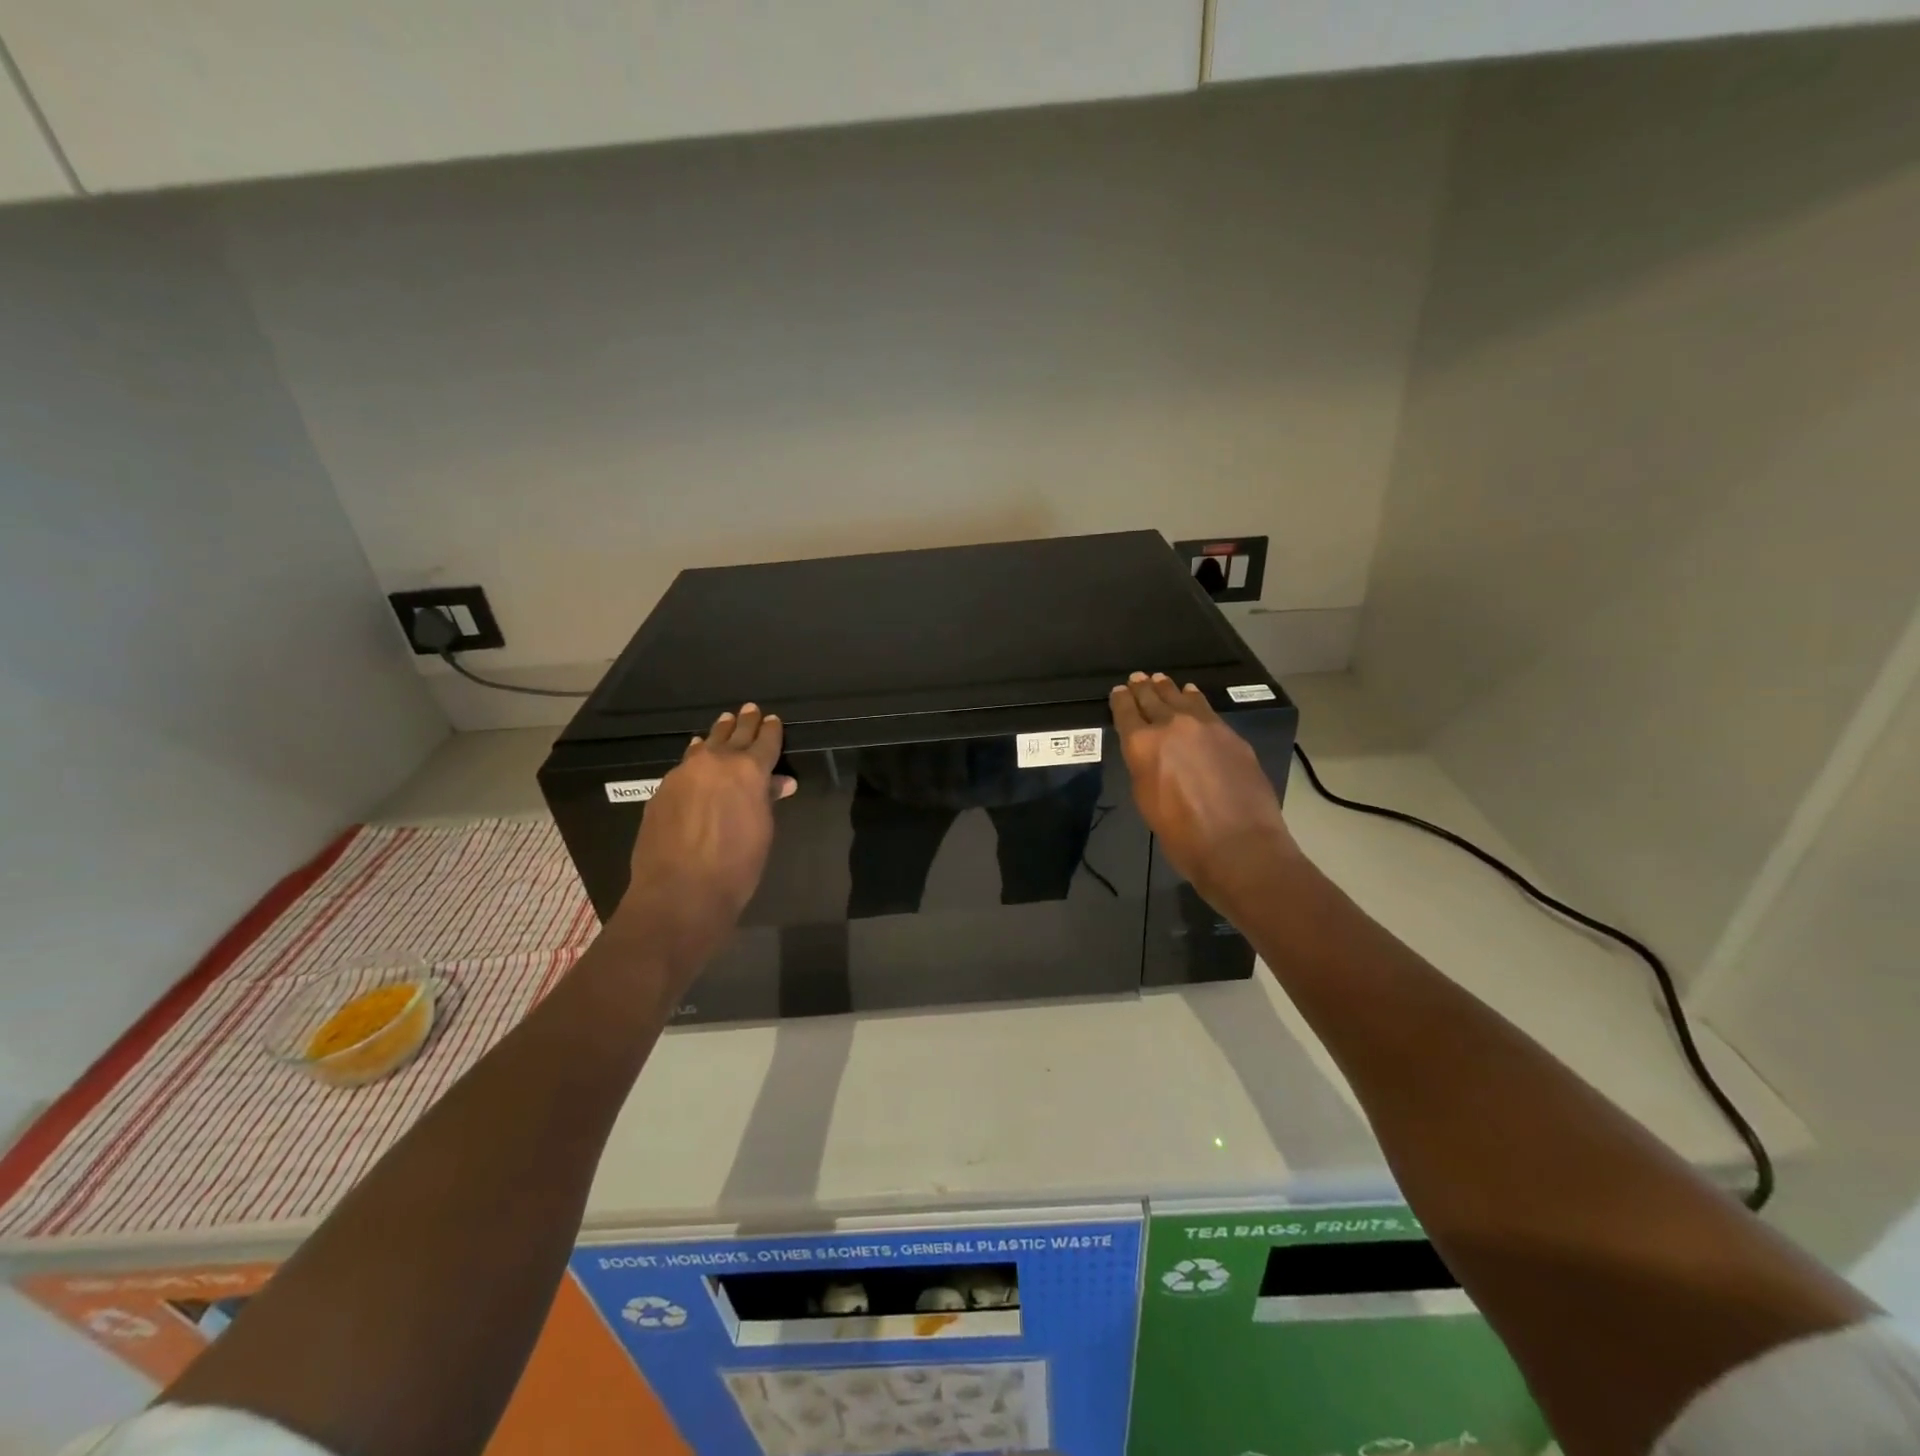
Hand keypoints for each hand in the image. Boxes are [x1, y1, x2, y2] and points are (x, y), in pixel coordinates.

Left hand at [613, 703, 795, 962]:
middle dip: (744, 723)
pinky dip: (695, 756)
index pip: (764, 741)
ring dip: (717, 734)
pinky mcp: (662, 790)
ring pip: (705, 745)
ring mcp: (684, 773)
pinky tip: (695, 755)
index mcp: (749, 770)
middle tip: (749, 709)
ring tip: (723, 723)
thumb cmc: (736, 866)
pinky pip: (684, 764)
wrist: (680, 892)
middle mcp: (716, 762)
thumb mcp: (762, 831)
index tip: (772, 719)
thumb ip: (767, 800)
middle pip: (733, 734)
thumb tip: (778, 782)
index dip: (770, 730)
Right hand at [1110, 672, 1297, 909]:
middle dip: (1143, 689)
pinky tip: (1193, 697)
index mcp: (1142, 745)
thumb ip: (1145, 768)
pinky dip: (1195, 701)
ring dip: (1169, 690)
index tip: (1119, 692)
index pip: (1126, 713)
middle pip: (1153, 699)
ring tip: (1162, 681)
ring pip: (1182, 699)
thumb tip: (1151, 754)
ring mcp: (1205, 727)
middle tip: (1137, 679)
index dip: (1121, 701)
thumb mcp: (1146, 800)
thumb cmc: (1182, 834)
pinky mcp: (1231, 735)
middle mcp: (1171, 726)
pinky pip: (1207, 710)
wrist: (1238, 844)